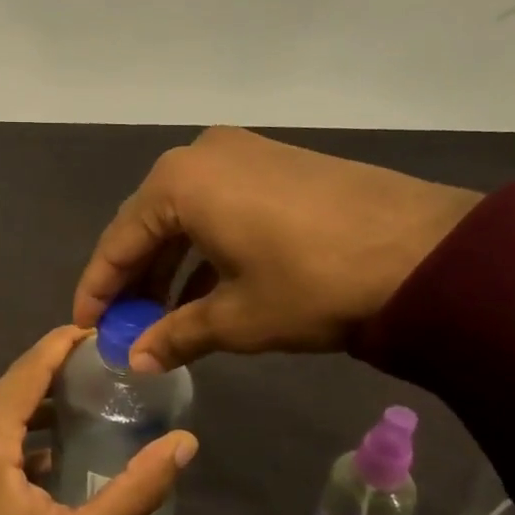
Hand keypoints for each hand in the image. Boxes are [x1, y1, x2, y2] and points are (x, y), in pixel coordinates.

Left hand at [0, 326, 197, 514]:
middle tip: (94, 372)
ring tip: (71, 405)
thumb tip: (186, 442)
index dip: (61, 346)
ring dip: (24, 406)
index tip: (94, 333)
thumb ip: (137, 485)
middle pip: (5, 388)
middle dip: (47, 376)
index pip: (26, 371)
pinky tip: (32, 449)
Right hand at [72, 127, 481, 371]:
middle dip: (136, 277)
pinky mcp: (278, 164)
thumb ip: (176, 334)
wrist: (427, 252)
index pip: (119, 240)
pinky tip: (207, 289)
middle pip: (150, 223)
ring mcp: (244, 153)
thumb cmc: (311, 282)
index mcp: (178, 182)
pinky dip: (207, 247)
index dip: (99, 288)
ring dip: (172, 265)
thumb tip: (137, 360)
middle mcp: (202, 155)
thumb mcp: (237, 317)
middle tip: (125, 325)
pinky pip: (221, 206)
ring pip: (187, 215)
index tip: (86, 325)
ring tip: (164, 315)